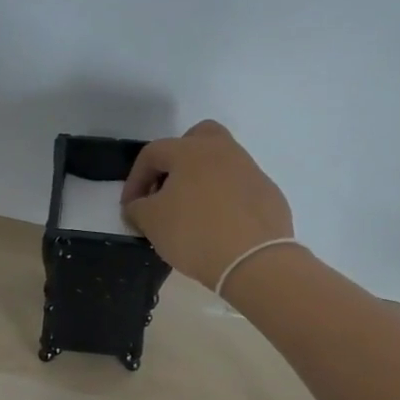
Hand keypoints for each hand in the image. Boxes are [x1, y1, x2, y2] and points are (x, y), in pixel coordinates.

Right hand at [122, 120, 294, 287]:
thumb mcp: (151, 221)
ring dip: (203, 181)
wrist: (254, 261)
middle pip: (197, 138)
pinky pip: (240, 189)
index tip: (130, 207)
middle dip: (177, 159)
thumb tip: (139, 205)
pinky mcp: (270, 195)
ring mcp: (251, 171)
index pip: (153, 153)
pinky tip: (220, 227)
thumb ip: (137, 207)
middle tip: (167, 189)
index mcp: (191, 150)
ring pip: (221, 164)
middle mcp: (224, 151)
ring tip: (192, 213)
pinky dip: (226, 201)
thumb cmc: (194, 233)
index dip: (135, 179)